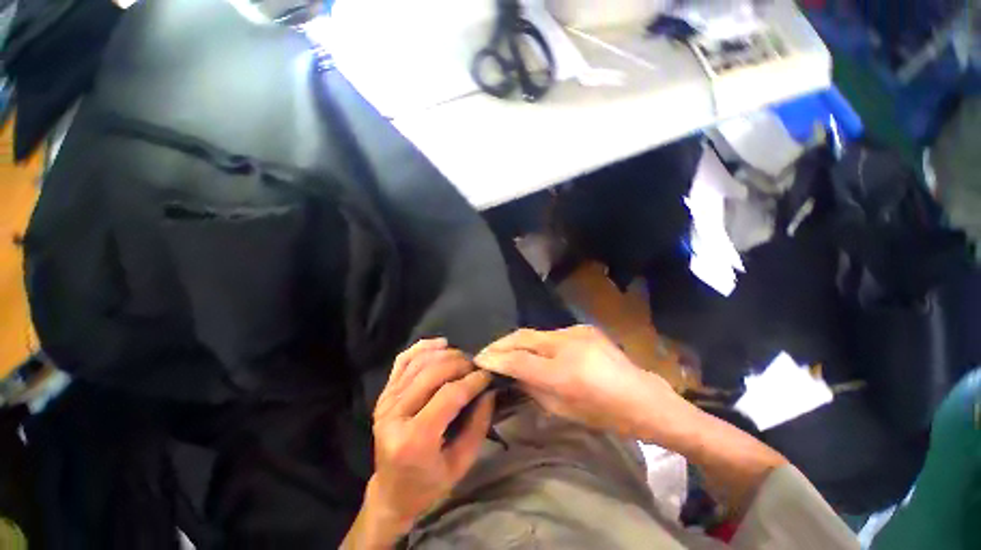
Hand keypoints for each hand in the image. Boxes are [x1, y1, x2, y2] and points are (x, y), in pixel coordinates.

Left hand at [361, 339, 494, 543]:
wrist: (391, 491)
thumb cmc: (428, 484)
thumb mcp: (461, 464)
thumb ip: (478, 425)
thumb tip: (489, 391)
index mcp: (414, 439)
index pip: (449, 395)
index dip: (473, 381)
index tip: (489, 375)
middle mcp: (395, 415)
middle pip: (433, 373)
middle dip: (461, 364)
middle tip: (477, 367)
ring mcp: (386, 401)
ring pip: (420, 362)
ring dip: (446, 354)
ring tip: (464, 359)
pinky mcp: (384, 394)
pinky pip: (403, 360)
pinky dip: (423, 347)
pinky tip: (441, 344)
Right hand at [476, 326, 680, 438]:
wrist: (643, 398)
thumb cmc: (604, 414)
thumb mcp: (563, 409)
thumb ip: (533, 389)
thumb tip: (512, 374)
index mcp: (563, 372)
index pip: (519, 359)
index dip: (496, 359)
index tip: (479, 359)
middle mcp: (567, 344)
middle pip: (524, 336)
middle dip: (501, 343)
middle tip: (487, 352)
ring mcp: (576, 332)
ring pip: (536, 333)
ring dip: (518, 341)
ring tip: (505, 350)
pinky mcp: (583, 328)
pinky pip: (551, 334)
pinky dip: (537, 342)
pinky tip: (535, 351)